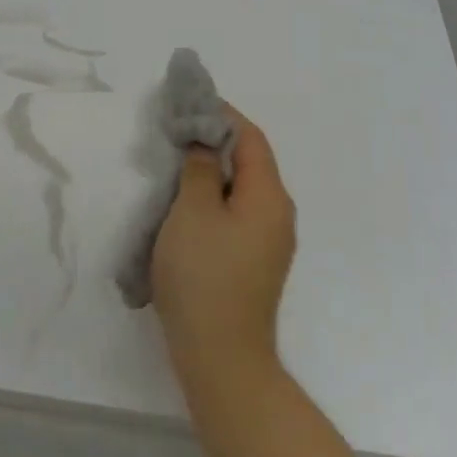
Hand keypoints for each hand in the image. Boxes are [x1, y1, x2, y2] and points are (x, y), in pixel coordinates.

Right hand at [152, 106, 296, 377]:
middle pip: (251, 162)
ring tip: (177, 162)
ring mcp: (270, 242)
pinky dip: (215, 198)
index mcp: (269, 196)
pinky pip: (238, 214)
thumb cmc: (204, 276)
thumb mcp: (193, 211)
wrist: (221, 355)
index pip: (251, 138)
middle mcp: (279, 214)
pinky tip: (188, 204)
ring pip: (243, 190)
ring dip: (213, 171)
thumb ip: (200, 169)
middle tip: (177, 130)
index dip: (222, 114)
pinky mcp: (256, 263)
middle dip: (215, 141)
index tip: (190, 100)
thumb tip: (205, 142)